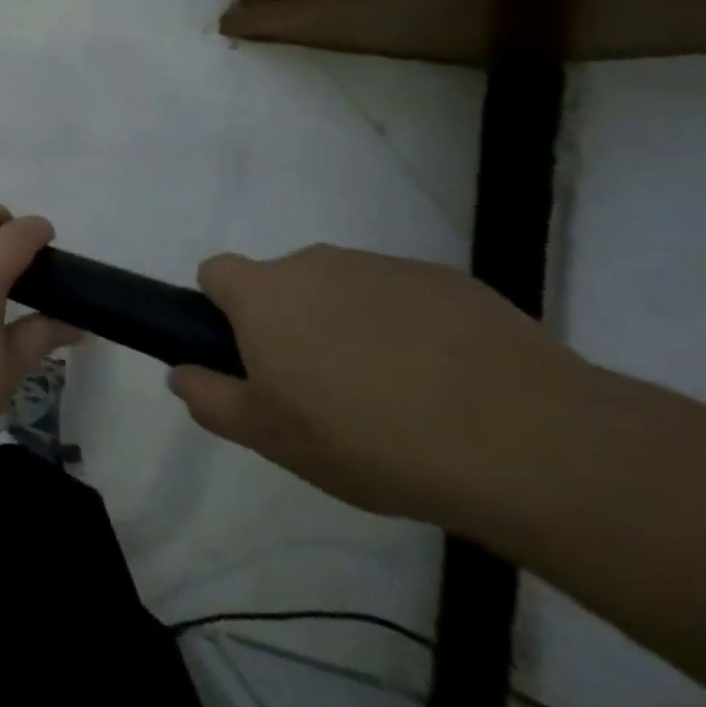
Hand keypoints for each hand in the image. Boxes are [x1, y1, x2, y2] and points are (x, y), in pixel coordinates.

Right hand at [170, 245, 578, 523]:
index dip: (223, 310)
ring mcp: (384, 267)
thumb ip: (210, 400)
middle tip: (322, 390)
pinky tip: (447, 386)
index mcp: (264, 293)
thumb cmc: (368, 439)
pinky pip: (404, 299)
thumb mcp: (270, 438)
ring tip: (393, 395)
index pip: (216, 272)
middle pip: (283, 283)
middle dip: (290, 323)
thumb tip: (179, 375)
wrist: (526, 442)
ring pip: (344, 291)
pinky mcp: (448, 282)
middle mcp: (315, 264)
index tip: (250, 356)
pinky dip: (409, 331)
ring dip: (348, 326)